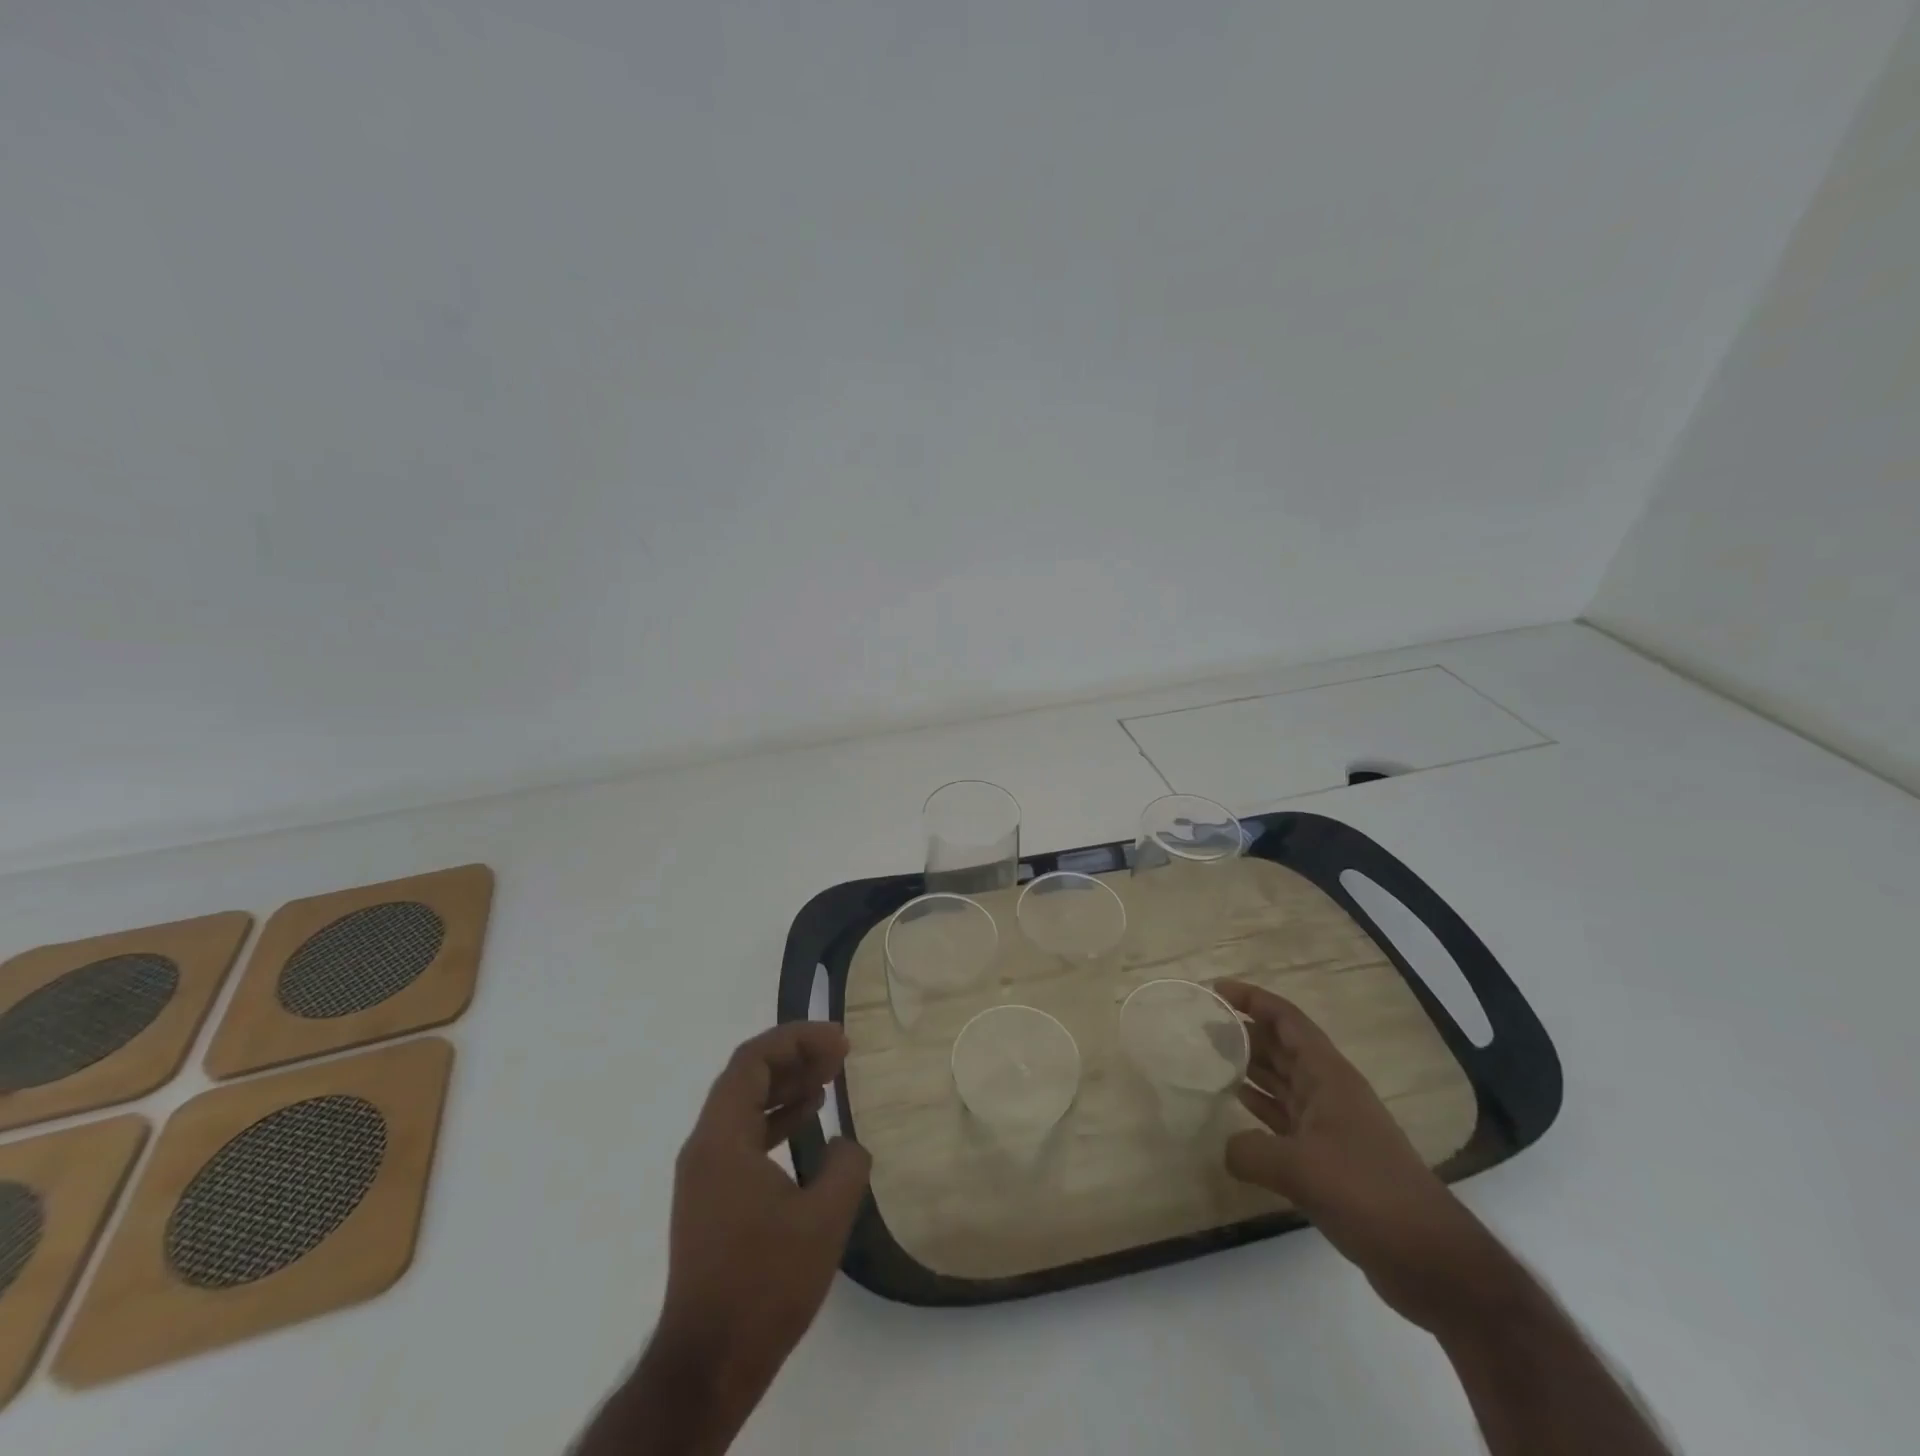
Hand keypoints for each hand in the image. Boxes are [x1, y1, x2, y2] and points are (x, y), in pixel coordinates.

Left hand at [656, 1022, 870, 1395]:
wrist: (709, 1363)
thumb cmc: (764, 1284)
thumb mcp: (823, 1220)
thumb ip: (846, 1166)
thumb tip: (847, 1144)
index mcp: (721, 1139)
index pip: (753, 1061)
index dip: (797, 1040)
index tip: (839, 1041)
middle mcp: (704, 1146)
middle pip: (746, 1077)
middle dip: (794, 1056)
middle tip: (839, 1052)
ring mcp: (704, 1174)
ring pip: (744, 1106)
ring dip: (786, 1086)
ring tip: (829, 1077)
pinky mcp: (711, 1199)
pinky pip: (743, 1136)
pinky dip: (776, 1119)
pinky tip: (809, 1122)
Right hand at [1213, 979, 1496, 1331]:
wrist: (1429, 1257)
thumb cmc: (1367, 1192)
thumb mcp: (1300, 1169)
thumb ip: (1250, 1151)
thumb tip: (1226, 1148)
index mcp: (1328, 1075)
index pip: (1286, 1020)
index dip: (1252, 999)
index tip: (1216, 990)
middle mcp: (1329, 1091)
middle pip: (1282, 1046)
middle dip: (1245, 1031)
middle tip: (1202, 1026)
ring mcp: (1331, 1125)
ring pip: (1282, 1081)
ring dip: (1250, 1067)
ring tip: (1210, 1060)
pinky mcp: (1329, 1158)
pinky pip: (1285, 1118)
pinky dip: (1260, 1108)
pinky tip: (1236, 1107)